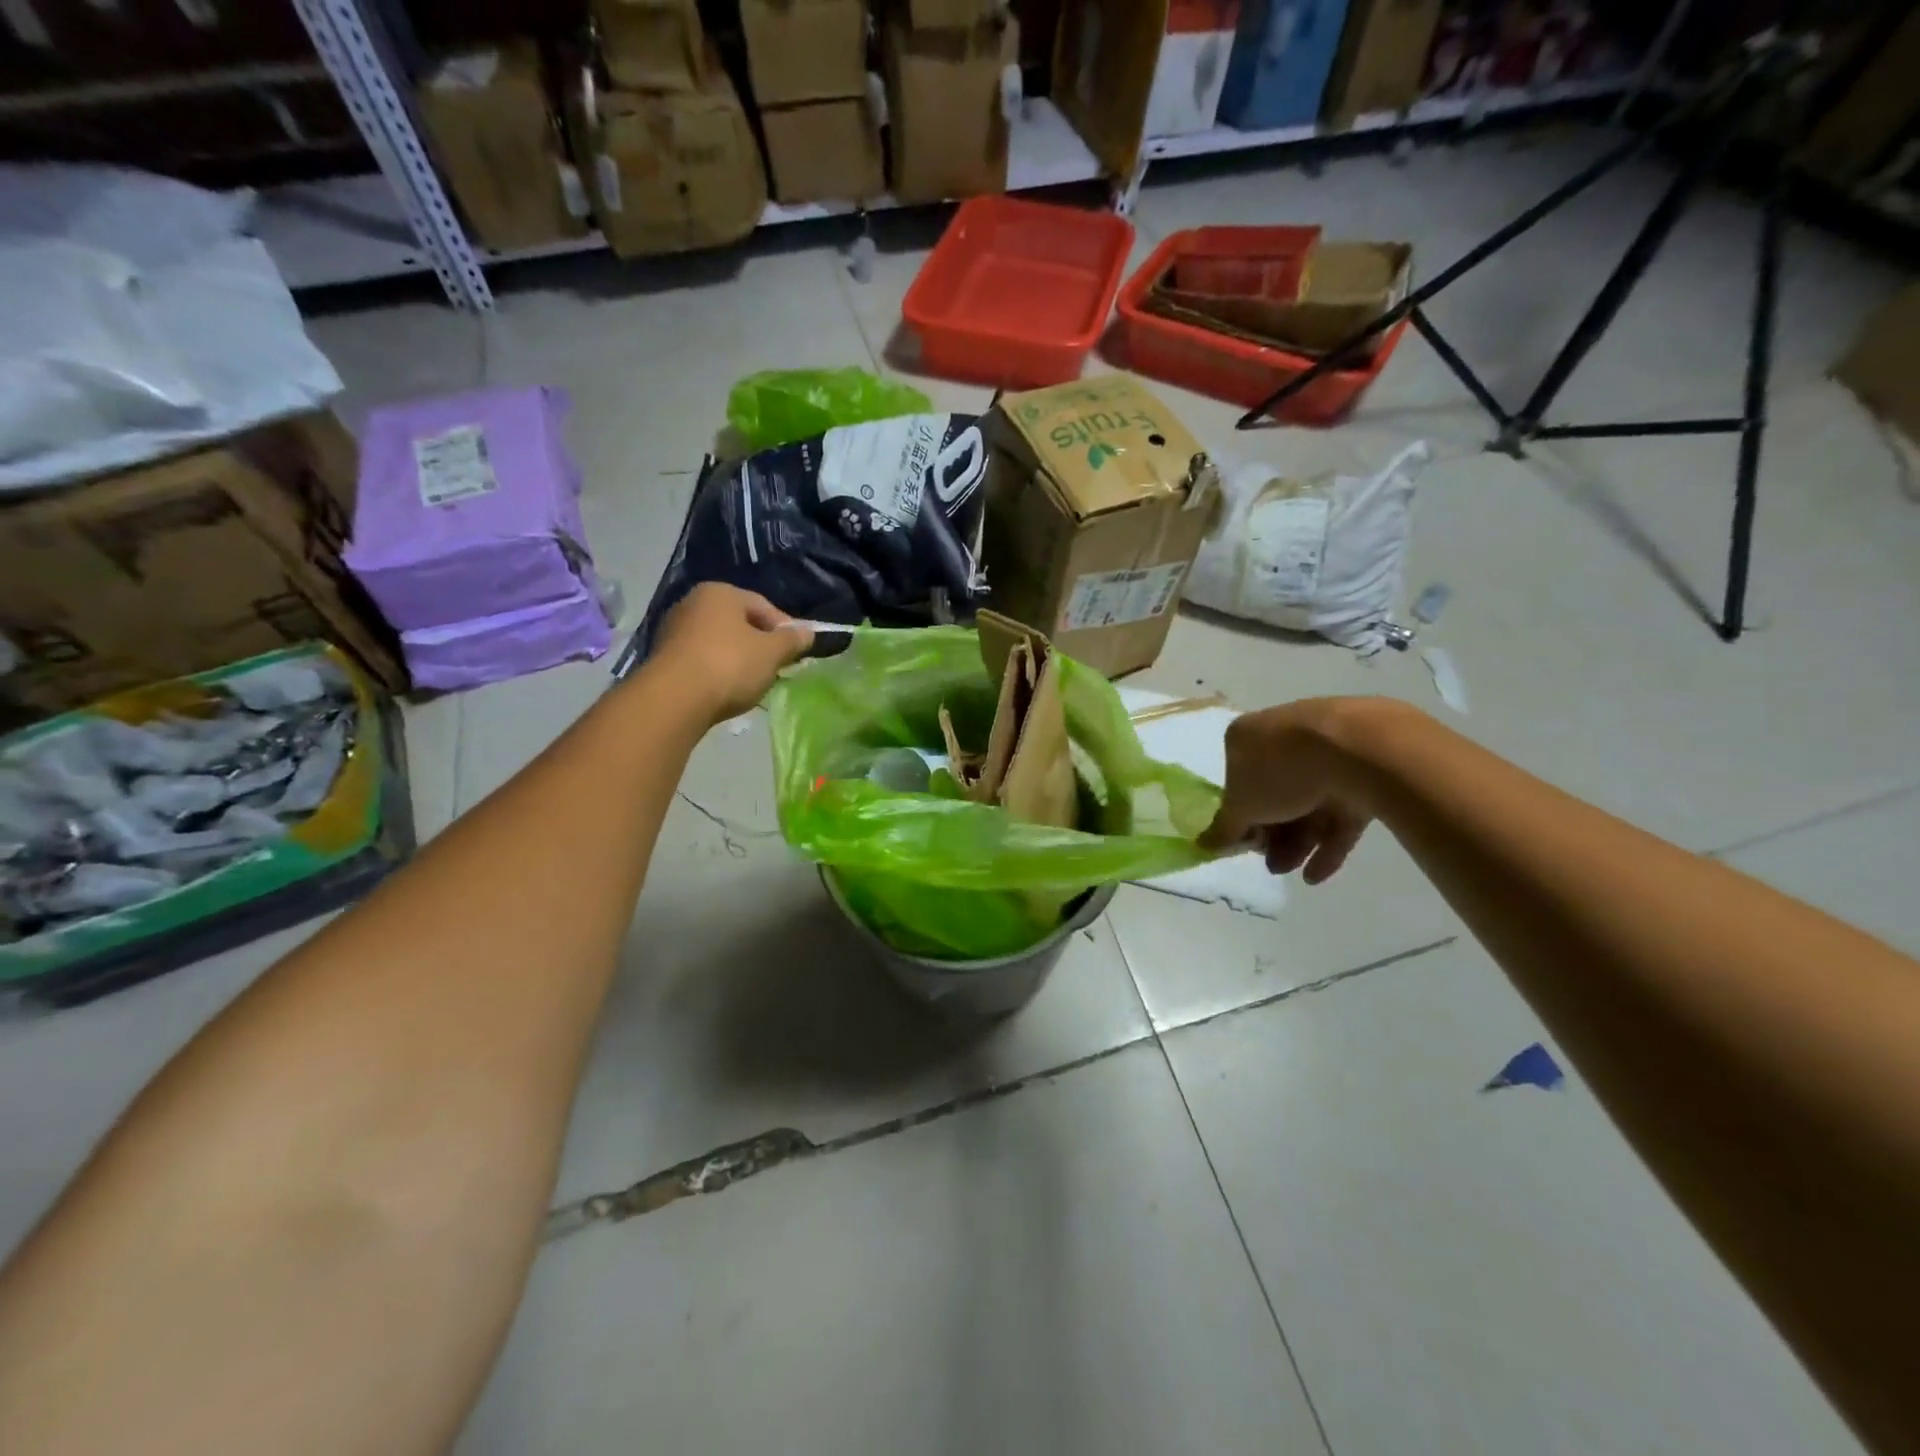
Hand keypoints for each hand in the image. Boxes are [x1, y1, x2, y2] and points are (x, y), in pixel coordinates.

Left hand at [649, 583, 813, 723]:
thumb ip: (792, 641)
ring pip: (719, 643)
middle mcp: (693, 603)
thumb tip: (808, 633)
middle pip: (739, 623)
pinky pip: (701, 660)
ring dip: (738, 659)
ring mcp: (674, 630)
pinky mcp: (663, 658)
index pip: (763, 606)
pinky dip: (717, 671)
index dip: (785, 629)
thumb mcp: (771, 653)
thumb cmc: (729, 665)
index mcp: (720, 593)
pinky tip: (726, 690)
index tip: (796, 652)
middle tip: (776, 668)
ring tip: (752, 683)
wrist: (674, 699)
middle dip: (760, 645)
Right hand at [1198, 700, 1375, 884]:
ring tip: (1293, 872)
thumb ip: (1224, 828)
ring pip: (1308, 803)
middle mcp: (1285, 738)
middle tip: (1271, 864)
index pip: (1237, 779)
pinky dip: (1329, 842)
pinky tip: (1318, 874)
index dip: (1240, 816)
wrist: (1358, 749)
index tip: (1244, 841)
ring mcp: (1327, 752)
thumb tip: (1203, 844)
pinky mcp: (1364, 770)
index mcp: (1248, 738)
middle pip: (1275, 793)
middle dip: (1272, 835)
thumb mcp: (1241, 805)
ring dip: (1297, 843)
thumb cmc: (1281, 771)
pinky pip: (1341, 809)